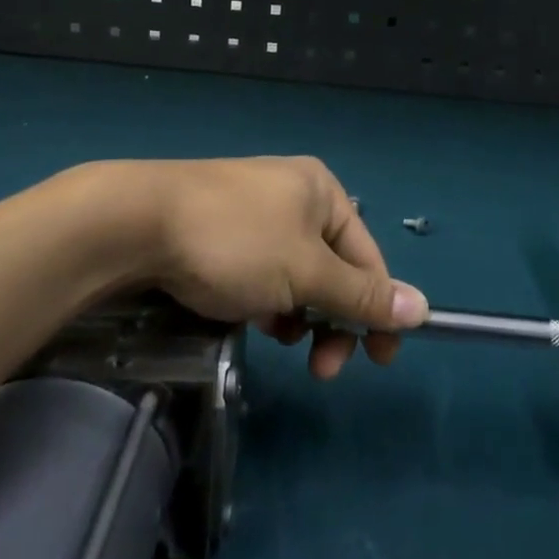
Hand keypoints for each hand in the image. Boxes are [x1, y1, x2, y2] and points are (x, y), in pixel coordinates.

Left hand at [124, 156, 428, 378]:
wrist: (137, 222)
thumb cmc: (236, 241)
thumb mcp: (306, 272)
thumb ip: (361, 295)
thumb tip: (421, 308)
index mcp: (322, 191)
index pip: (368, 257)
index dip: (377, 309)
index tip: (379, 361)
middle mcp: (293, 194)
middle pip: (333, 268)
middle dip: (332, 320)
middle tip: (321, 367)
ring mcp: (254, 210)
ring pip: (295, 274)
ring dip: (298, 313)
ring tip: (278, 336)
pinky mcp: (221, 229)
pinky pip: (262, 270)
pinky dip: (265, 299)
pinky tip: (249, 316)